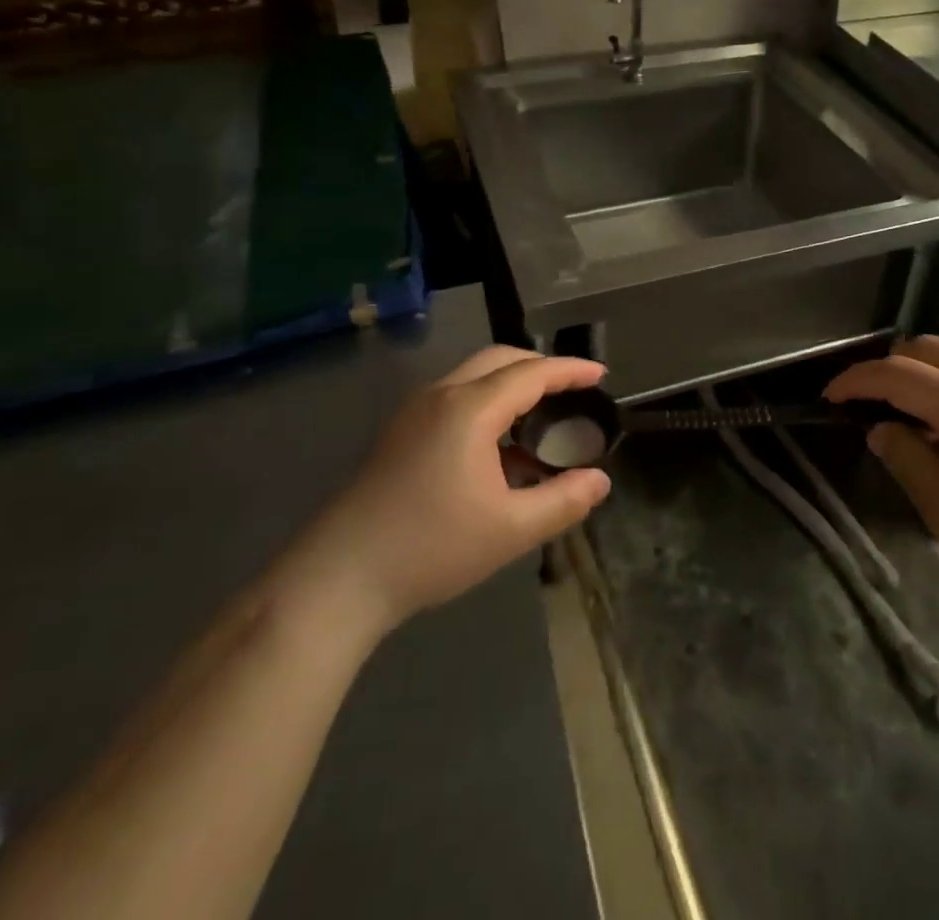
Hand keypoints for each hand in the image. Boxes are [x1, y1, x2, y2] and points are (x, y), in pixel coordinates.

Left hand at [311, 347, 612, 632]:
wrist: (337, 579)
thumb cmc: (430, 549)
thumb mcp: (510, 530)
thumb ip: (562, 501)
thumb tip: (600, 481)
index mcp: (470, 409)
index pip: (531, 373)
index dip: (570, 371)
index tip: (601, 374)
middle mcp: (441, 395)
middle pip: (499, 360)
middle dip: (540, 367)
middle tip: (573, 389)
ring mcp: (414, 412)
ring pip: (473, 376)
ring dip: (511, 384)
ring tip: (540, 417)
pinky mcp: (398, 433)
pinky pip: (454, 397)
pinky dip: (487, 402)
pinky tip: (497, 447)